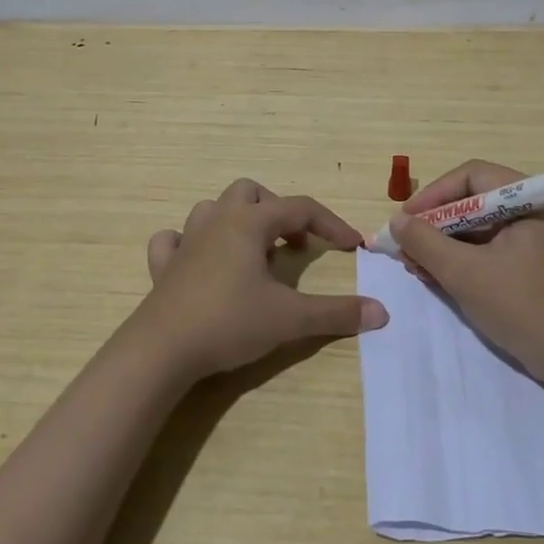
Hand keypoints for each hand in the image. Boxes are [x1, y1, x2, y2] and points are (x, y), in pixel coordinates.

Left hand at [132, 178, 387, 381]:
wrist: (161, 351)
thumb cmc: (229, 322)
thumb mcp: (290, 319)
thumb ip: (336, 313)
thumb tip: (381, 312)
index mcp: (250, 223)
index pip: (300, 208)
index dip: (330, 224)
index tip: (352, 246)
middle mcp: (217, 221)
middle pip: (250, 192)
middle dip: (277, 211)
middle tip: (292, 245)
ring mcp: (186, 242)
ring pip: (212, 209)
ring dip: (236, 221)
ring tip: (253, 252)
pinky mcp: (163, 267)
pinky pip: (173, 240)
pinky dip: (188, 244)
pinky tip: (198, 262)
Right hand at [390, 159, 543, 380]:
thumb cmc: (523, 308)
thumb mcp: (465, 273)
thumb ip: (425, 242)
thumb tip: (397, 222)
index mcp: (531, 200)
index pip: (472, 177)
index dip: (434, 194)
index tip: (405, 220)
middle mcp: (537, 211)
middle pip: (475, 201)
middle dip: (436, 223)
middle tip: (406, 247)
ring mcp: (539, 239)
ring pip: (481, 227)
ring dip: (446, 243)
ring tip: (417, 266)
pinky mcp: (536, 265)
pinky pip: (492, 248)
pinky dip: (464, 259)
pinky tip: (439, 276)